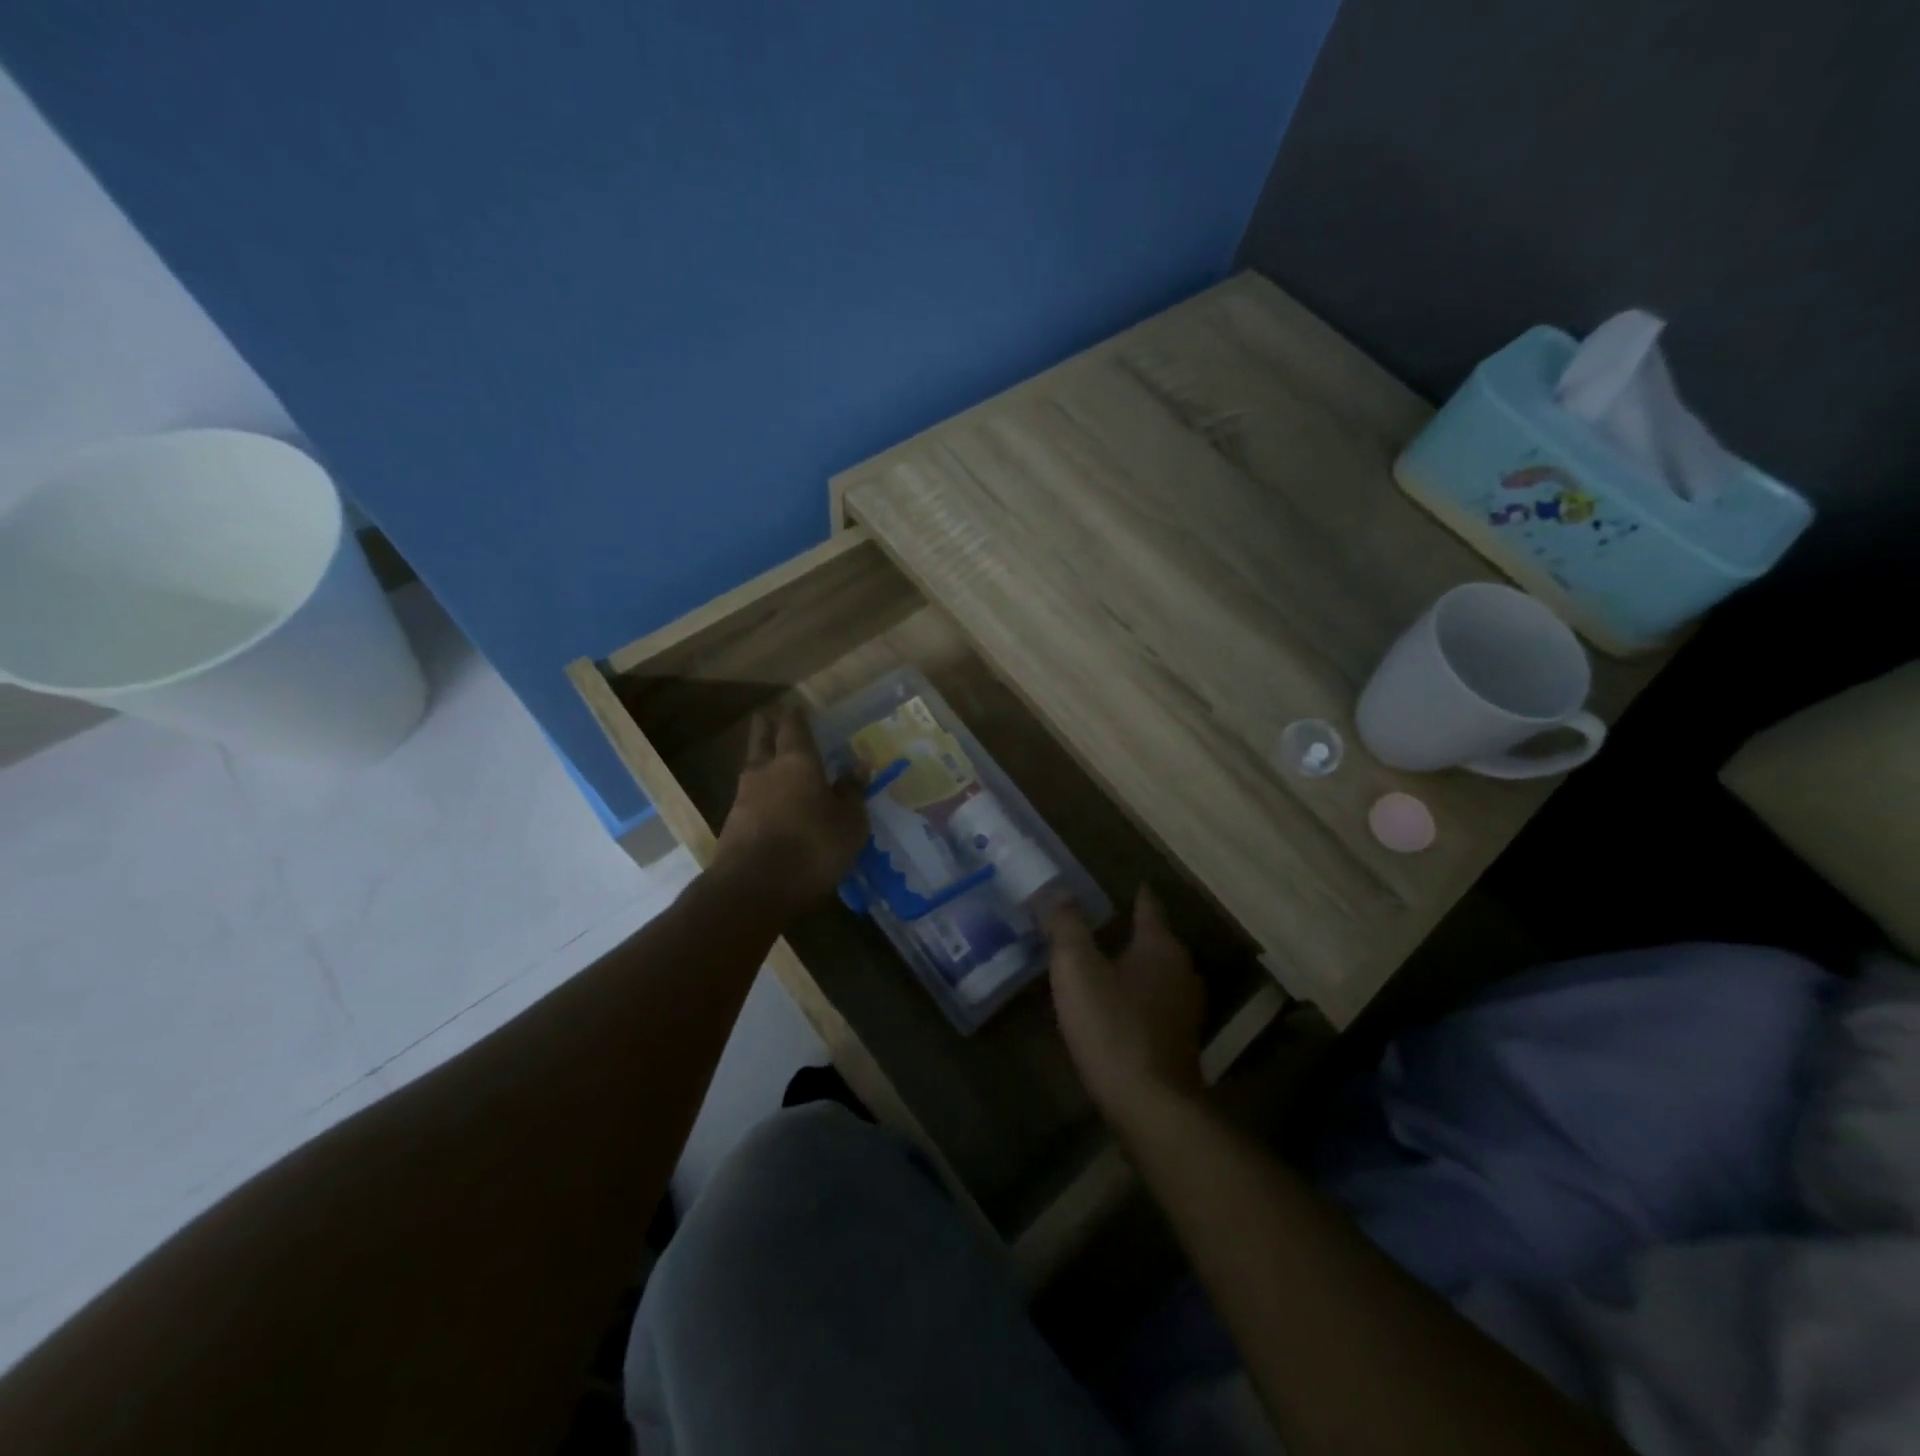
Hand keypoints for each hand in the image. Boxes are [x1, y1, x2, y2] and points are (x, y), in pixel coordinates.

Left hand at [713, 703, 868, 914]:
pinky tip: (769, 803)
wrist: (753, 889)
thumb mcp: (849, 823)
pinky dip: (760, 793)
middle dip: (767, 726)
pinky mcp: (733, 824)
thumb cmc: (812, 847)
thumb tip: (859, 764)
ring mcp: (743, 796)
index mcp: (797, 761)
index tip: (798, 707)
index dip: (796, 715)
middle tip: (772, 717)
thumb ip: (852, 792)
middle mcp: (765, 770)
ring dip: (762, 761)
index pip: (793, 726)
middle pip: (762, 738)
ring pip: (752, 767)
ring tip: (774, 762)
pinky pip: (749, 797)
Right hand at [1048, 885, 1205, 1129]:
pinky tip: (1116, 1006)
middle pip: (1156, 940)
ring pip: (1157, 973)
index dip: (1137, 894)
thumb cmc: (1112, 1026)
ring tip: (1105, 963)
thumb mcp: (1077, 969)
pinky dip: (1138, 996)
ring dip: (1134, 966)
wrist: (1150, 1104)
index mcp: (1159, 946)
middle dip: (1131, 931)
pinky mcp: (1180, 1041)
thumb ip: (1068, 928)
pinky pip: (1156, 1003)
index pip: (1149, 907)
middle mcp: (1181, 970)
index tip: (1130, 883)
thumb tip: (1061, 894)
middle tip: (1101, 924)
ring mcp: (1185, 1008)